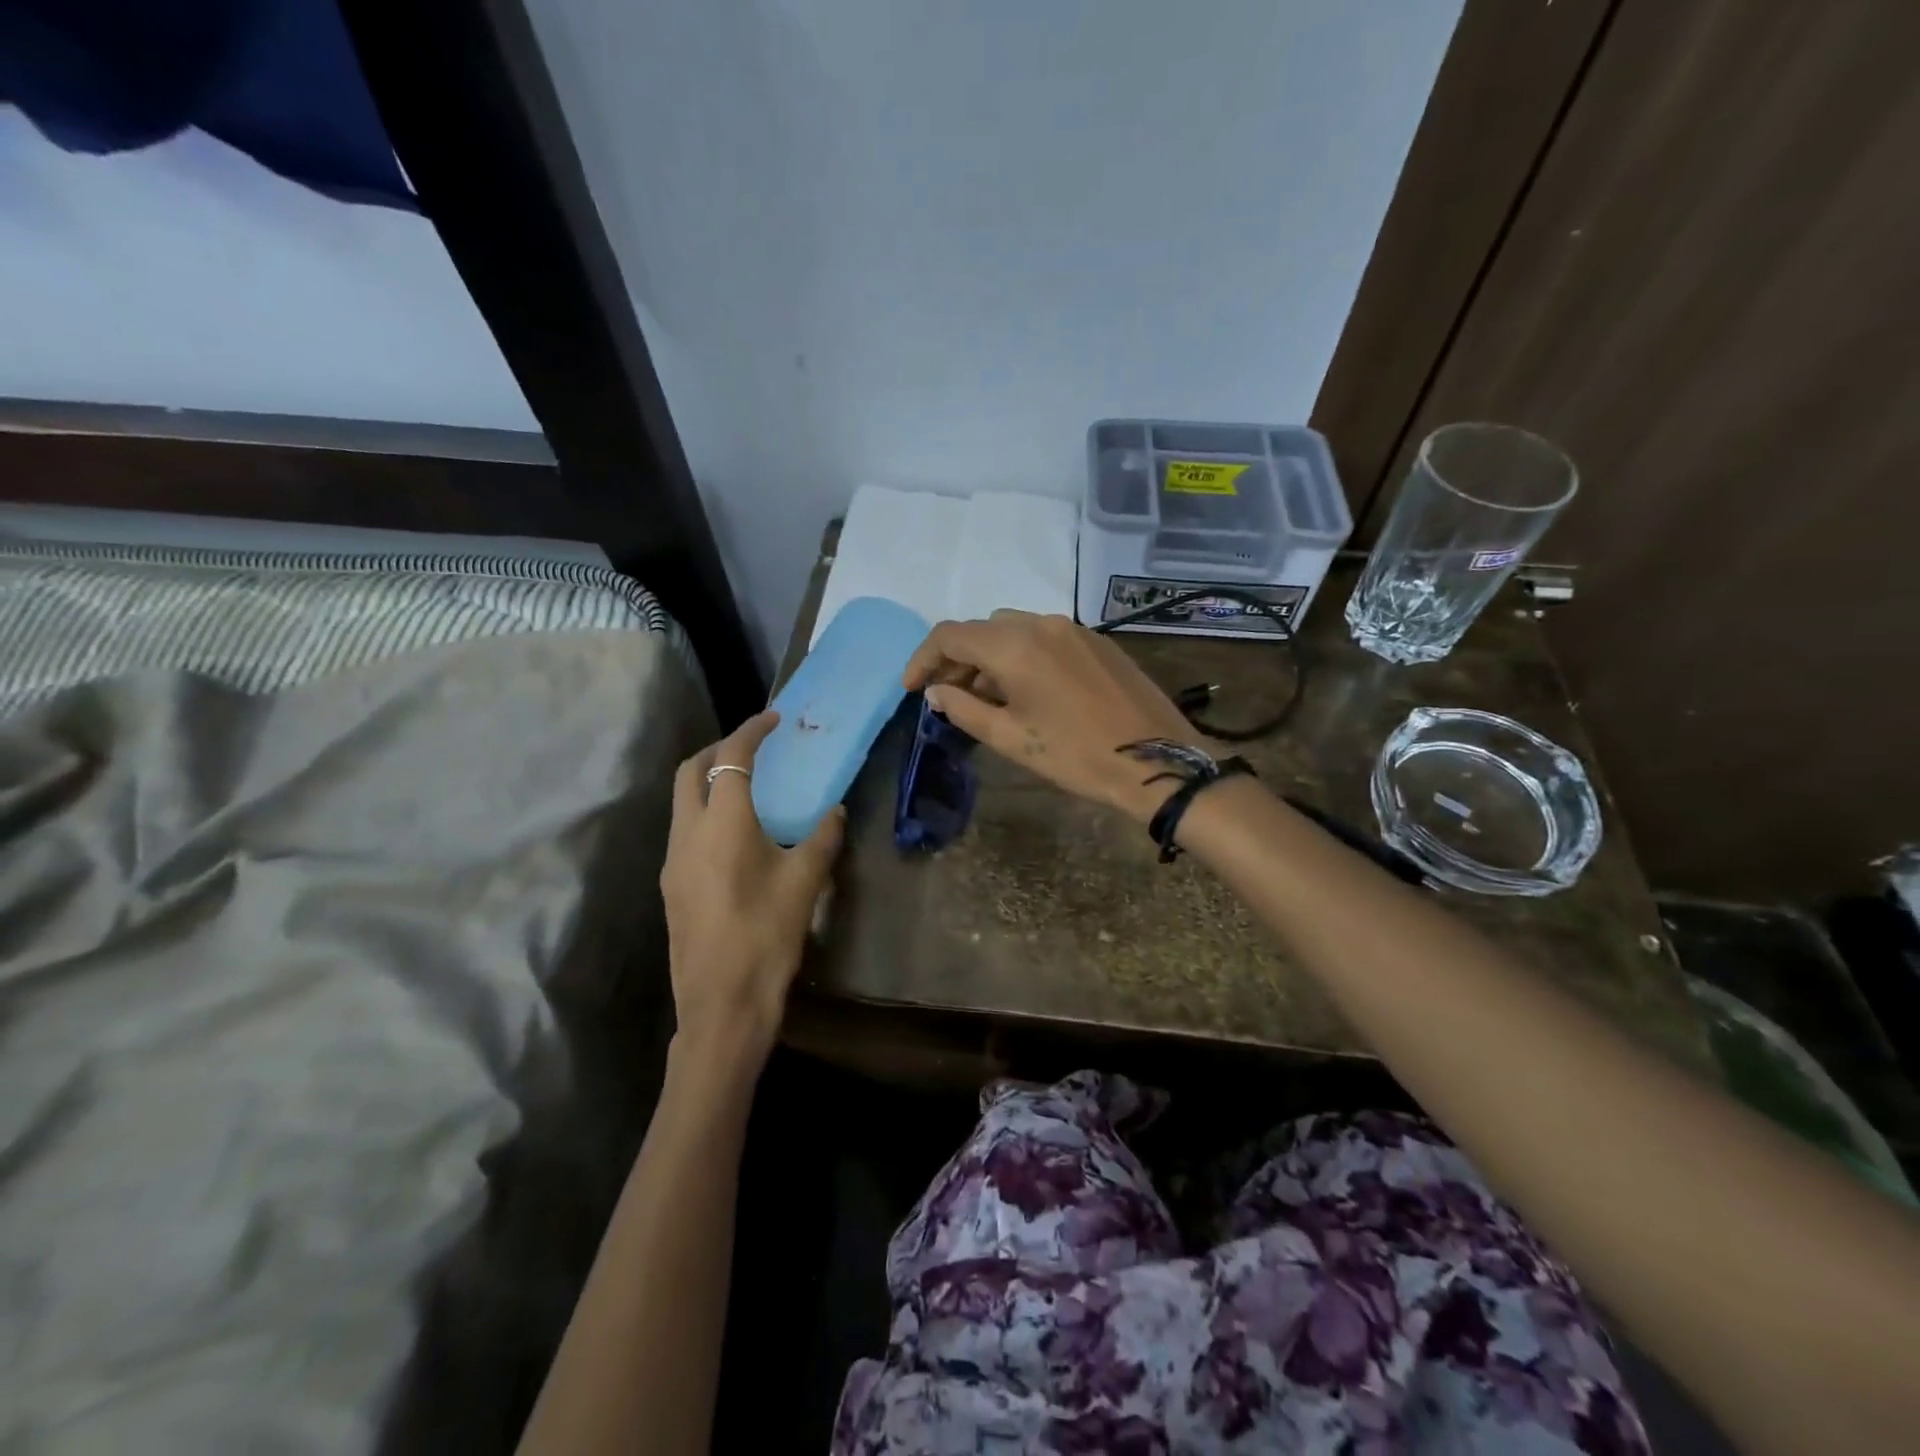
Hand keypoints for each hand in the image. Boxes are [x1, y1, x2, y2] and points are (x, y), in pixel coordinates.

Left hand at [660, 712, 844, 1067]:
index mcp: (723, 822)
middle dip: (719, 749)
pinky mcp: (671, 886)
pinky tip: (735, 836)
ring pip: (682, 801)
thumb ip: (823, 838)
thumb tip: (836, 812)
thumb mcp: (806, 882)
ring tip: (747, 788)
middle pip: (691, 770)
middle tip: (754, 748)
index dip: (752, 731)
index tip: (773, 719)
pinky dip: (704, 812)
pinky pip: (684, 830)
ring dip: (709, 781)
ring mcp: (673, 861)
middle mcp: (688, 832)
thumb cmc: (768, 936)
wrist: (722, 1005)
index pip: (732, 757)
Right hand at [902, 611, 1204, 822]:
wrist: (1158, 761)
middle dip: (956, 660)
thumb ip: (964, 709)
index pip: (951, 635)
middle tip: (945, 697)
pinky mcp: (1096, 641)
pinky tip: (1024, 691)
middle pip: (982, 629)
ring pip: (1012, 630)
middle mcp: (1042, 623)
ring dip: (988, 658)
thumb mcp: (1011, 738)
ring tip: (983, 698)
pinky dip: (1020, 656)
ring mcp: (1073, 629)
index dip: (922, 659)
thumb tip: (935, 692)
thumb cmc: (1077, 755)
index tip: (911, 689)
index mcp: (1015, 646)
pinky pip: (1043, 637)